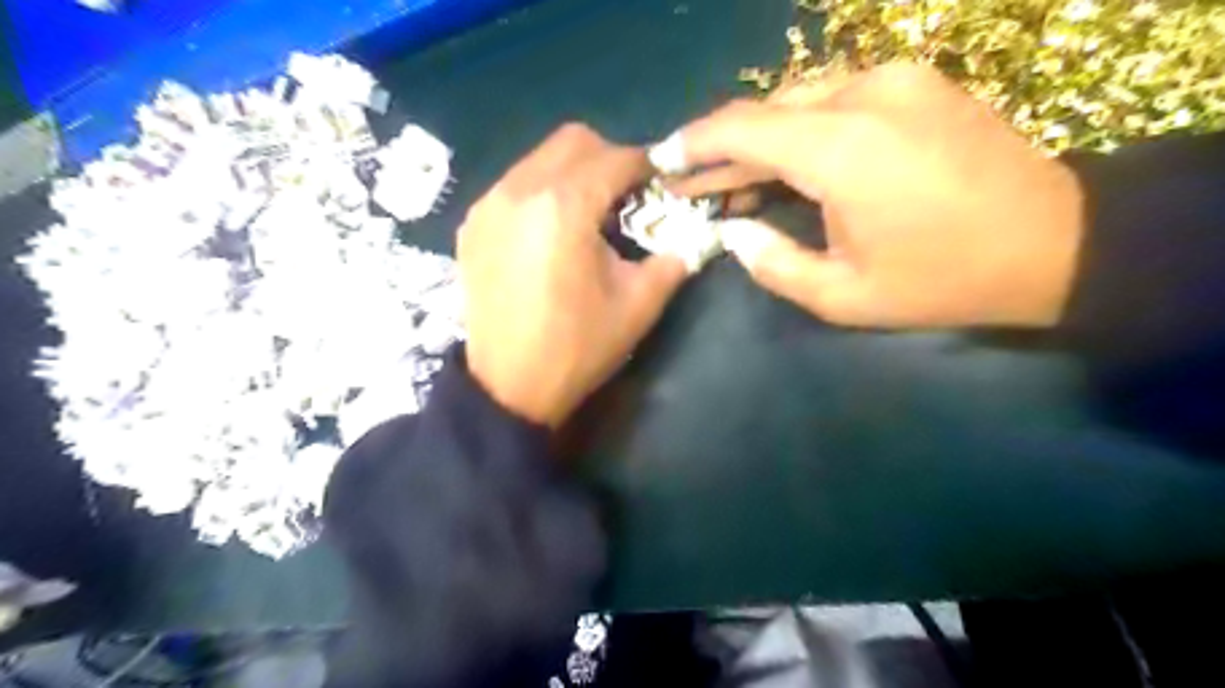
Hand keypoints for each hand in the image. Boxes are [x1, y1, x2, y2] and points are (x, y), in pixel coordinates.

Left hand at [458, 121, 688, 426]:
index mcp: (564, 206)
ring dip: (572, 174)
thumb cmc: (577, 347)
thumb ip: (673, 260)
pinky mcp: (472, 226)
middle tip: (625, 197)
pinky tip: (550, 233)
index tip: (660, 184)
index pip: (614, 158)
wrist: (509, 387)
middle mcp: (519, 190)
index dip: (645, 165)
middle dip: (608, 159)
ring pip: (539, 159)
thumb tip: (694, 237)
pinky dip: (540, 193)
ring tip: (587, 216)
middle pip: (573, 142)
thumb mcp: (638, 306)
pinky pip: (513, 185)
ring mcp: (488, 206)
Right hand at [662, 63, 1079, 327]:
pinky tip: (787, 162)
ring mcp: (896, 79)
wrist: (1055, 243)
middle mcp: (863, 95)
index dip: (694, 143)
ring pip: (798, 100)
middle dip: (721, 146)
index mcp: (842, 149)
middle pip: (766, 109)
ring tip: (732, 179)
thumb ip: (772, 263)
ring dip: (759, 138)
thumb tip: (732, 230)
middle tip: (690, 181)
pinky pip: (836, 97)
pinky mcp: (916, 81)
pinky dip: (799, 129)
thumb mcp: (843, 296)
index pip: (742, 128)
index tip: (662, 161)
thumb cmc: (942, 279)